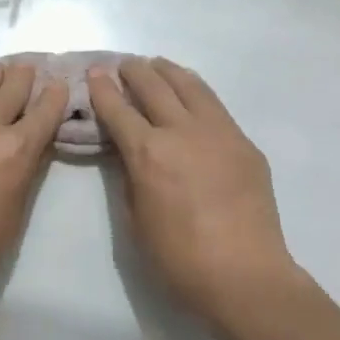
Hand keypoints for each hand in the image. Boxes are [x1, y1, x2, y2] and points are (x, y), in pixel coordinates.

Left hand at [0, 63, 67, 339]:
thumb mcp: (13, 215)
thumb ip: (24, 173)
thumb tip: (29, 149)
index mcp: (14, 151)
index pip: (43, 111)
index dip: (55, 96)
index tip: (61, 84)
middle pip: (9, 89)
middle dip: (23, 78)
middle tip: (30, 68)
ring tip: (0, 71)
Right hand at [87, 58, 298, 331]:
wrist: (244, 274)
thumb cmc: (178, 259)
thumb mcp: (136, 220)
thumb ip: (129, 178)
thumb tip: (127, 153)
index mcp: (148, 153)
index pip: (118, 110)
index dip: (102, 90)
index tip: (95, 74)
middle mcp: (182, 131)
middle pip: (154, 87)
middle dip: (134, 72)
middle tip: (124, 65)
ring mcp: (218, 132)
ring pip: (190, 86)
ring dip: (168, 72)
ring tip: (157, 65)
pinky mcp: (244, 142)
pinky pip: (215, 105)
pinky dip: (196, 91)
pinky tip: (192, 94)